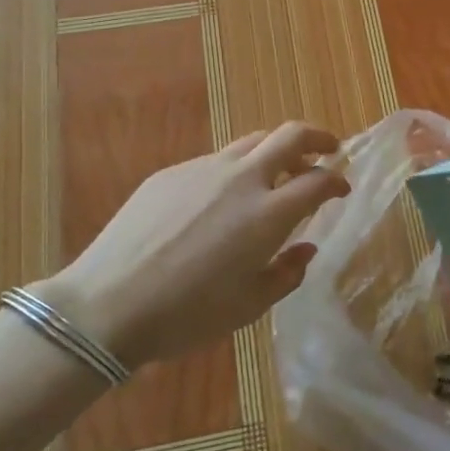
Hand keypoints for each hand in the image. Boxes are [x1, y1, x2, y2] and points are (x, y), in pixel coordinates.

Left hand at [31, 122, 348, 369]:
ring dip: (275, 150)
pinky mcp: (171, 173)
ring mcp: (203, 169)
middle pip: (290, 136)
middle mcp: (242, 179)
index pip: (318, 180)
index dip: (337, 181)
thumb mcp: (249, 306)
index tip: (342, 189)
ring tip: (277, 172)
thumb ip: (287, 273)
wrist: (107, 303)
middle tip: (328, 150)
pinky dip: (235, 170)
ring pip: (251, 142)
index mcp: (268, 213)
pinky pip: (215, 161)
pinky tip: (221, 200)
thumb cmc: (187, 314)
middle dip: (317, 138)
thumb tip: (305, 248)